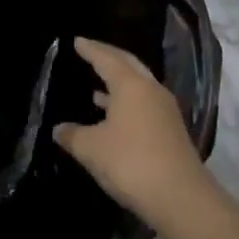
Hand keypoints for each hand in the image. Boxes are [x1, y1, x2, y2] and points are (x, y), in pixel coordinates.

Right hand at [54, 37, 210, 226]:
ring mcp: (165, 110)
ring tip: (95, 87)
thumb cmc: (131, 163)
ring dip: (118, 84)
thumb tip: (59, 129)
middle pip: (128, 65)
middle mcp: (151, 90)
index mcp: (131, 85)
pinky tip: (113, 117)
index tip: (77, 41)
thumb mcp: (92, 149)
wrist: (180, 197)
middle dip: (108, 57)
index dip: (90, 50)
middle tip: (89, 52)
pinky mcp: (170, 131)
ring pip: (138, 86)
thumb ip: (72, 135)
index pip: (106, 58)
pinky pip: (144, 105)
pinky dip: (126, 103)